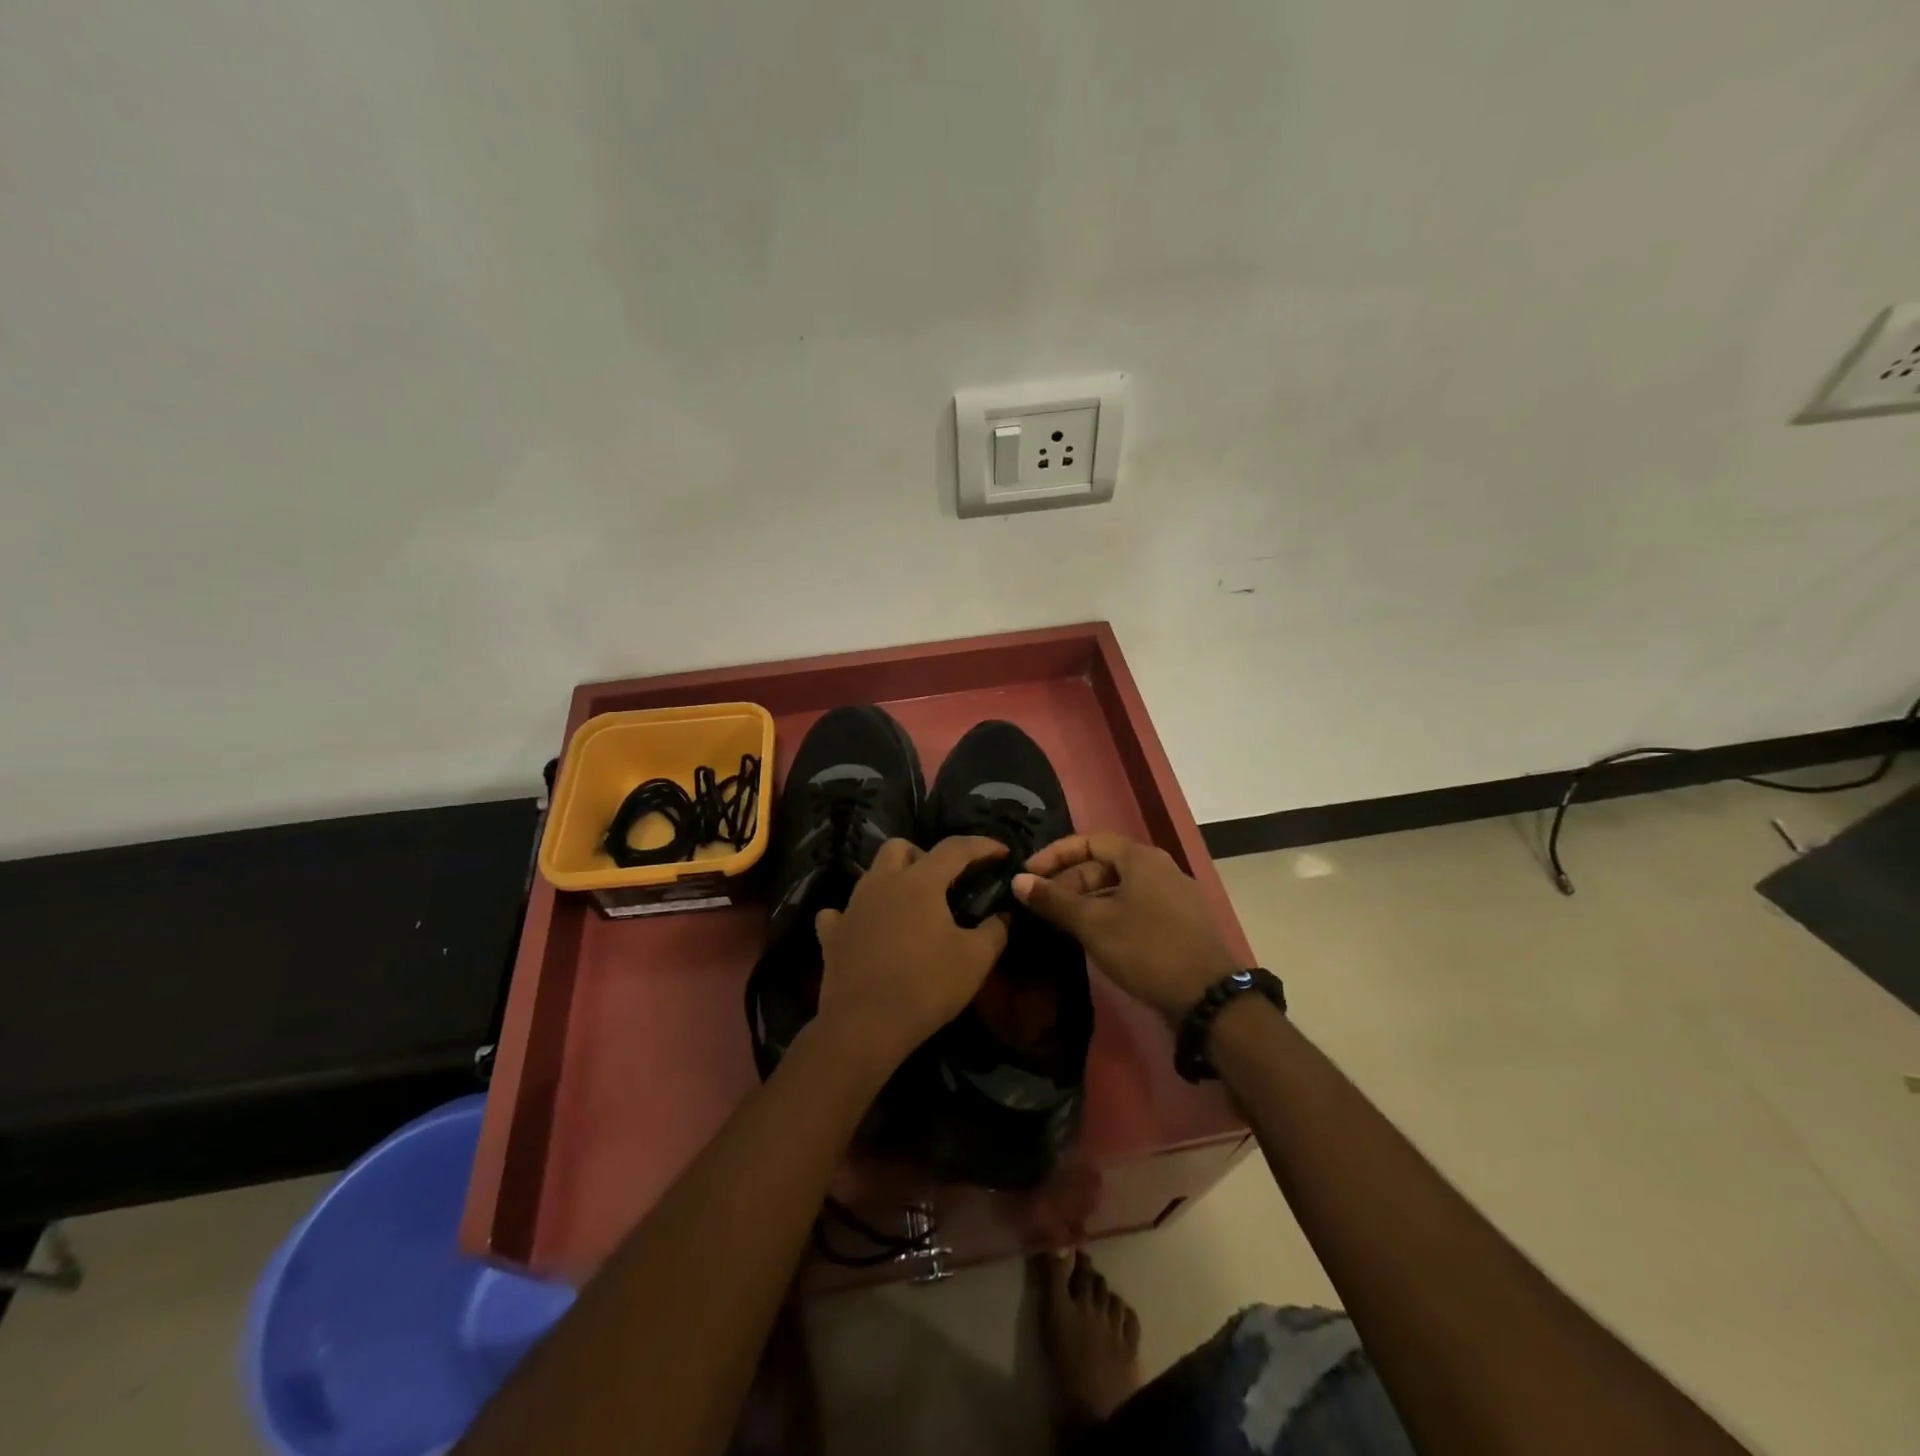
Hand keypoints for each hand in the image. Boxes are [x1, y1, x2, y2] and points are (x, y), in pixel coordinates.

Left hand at [813, 836, 1010, 1073]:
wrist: (864, 1027)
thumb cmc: (925, 987)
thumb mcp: (975, 960)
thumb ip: (996, 930)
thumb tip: (1003, 915)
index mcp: (920, 882)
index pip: (955, 848)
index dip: (982, 845)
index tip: (1002, 852)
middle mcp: (882, 883)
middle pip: (900, 847)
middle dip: (925, 855)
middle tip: (944, 882)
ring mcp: (851, 907)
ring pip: (871, 874)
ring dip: (893, 880)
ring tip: (911, 906)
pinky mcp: (831, 934)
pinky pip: (840, 912)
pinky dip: (857, 914)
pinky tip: (868, 928)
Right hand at [1013, 834, 1238, 1025]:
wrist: (1210, 997)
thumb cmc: (1146, 949)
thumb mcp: (1093, 924)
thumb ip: (1054, 900)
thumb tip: (1018, 881)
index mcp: (1142, 858)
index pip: (1090, 840)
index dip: (1056, 854)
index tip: (1029, 874)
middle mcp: (1161, 868)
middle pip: (1106, 864)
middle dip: (1071, 880)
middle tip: (1044, 905)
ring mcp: (1175, 896)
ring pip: (1121, 887)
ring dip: (1089, 900)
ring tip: (1064, 923)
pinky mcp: (1182, 923)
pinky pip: (1138, 906)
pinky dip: (1111, 914)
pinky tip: (1097, 938)